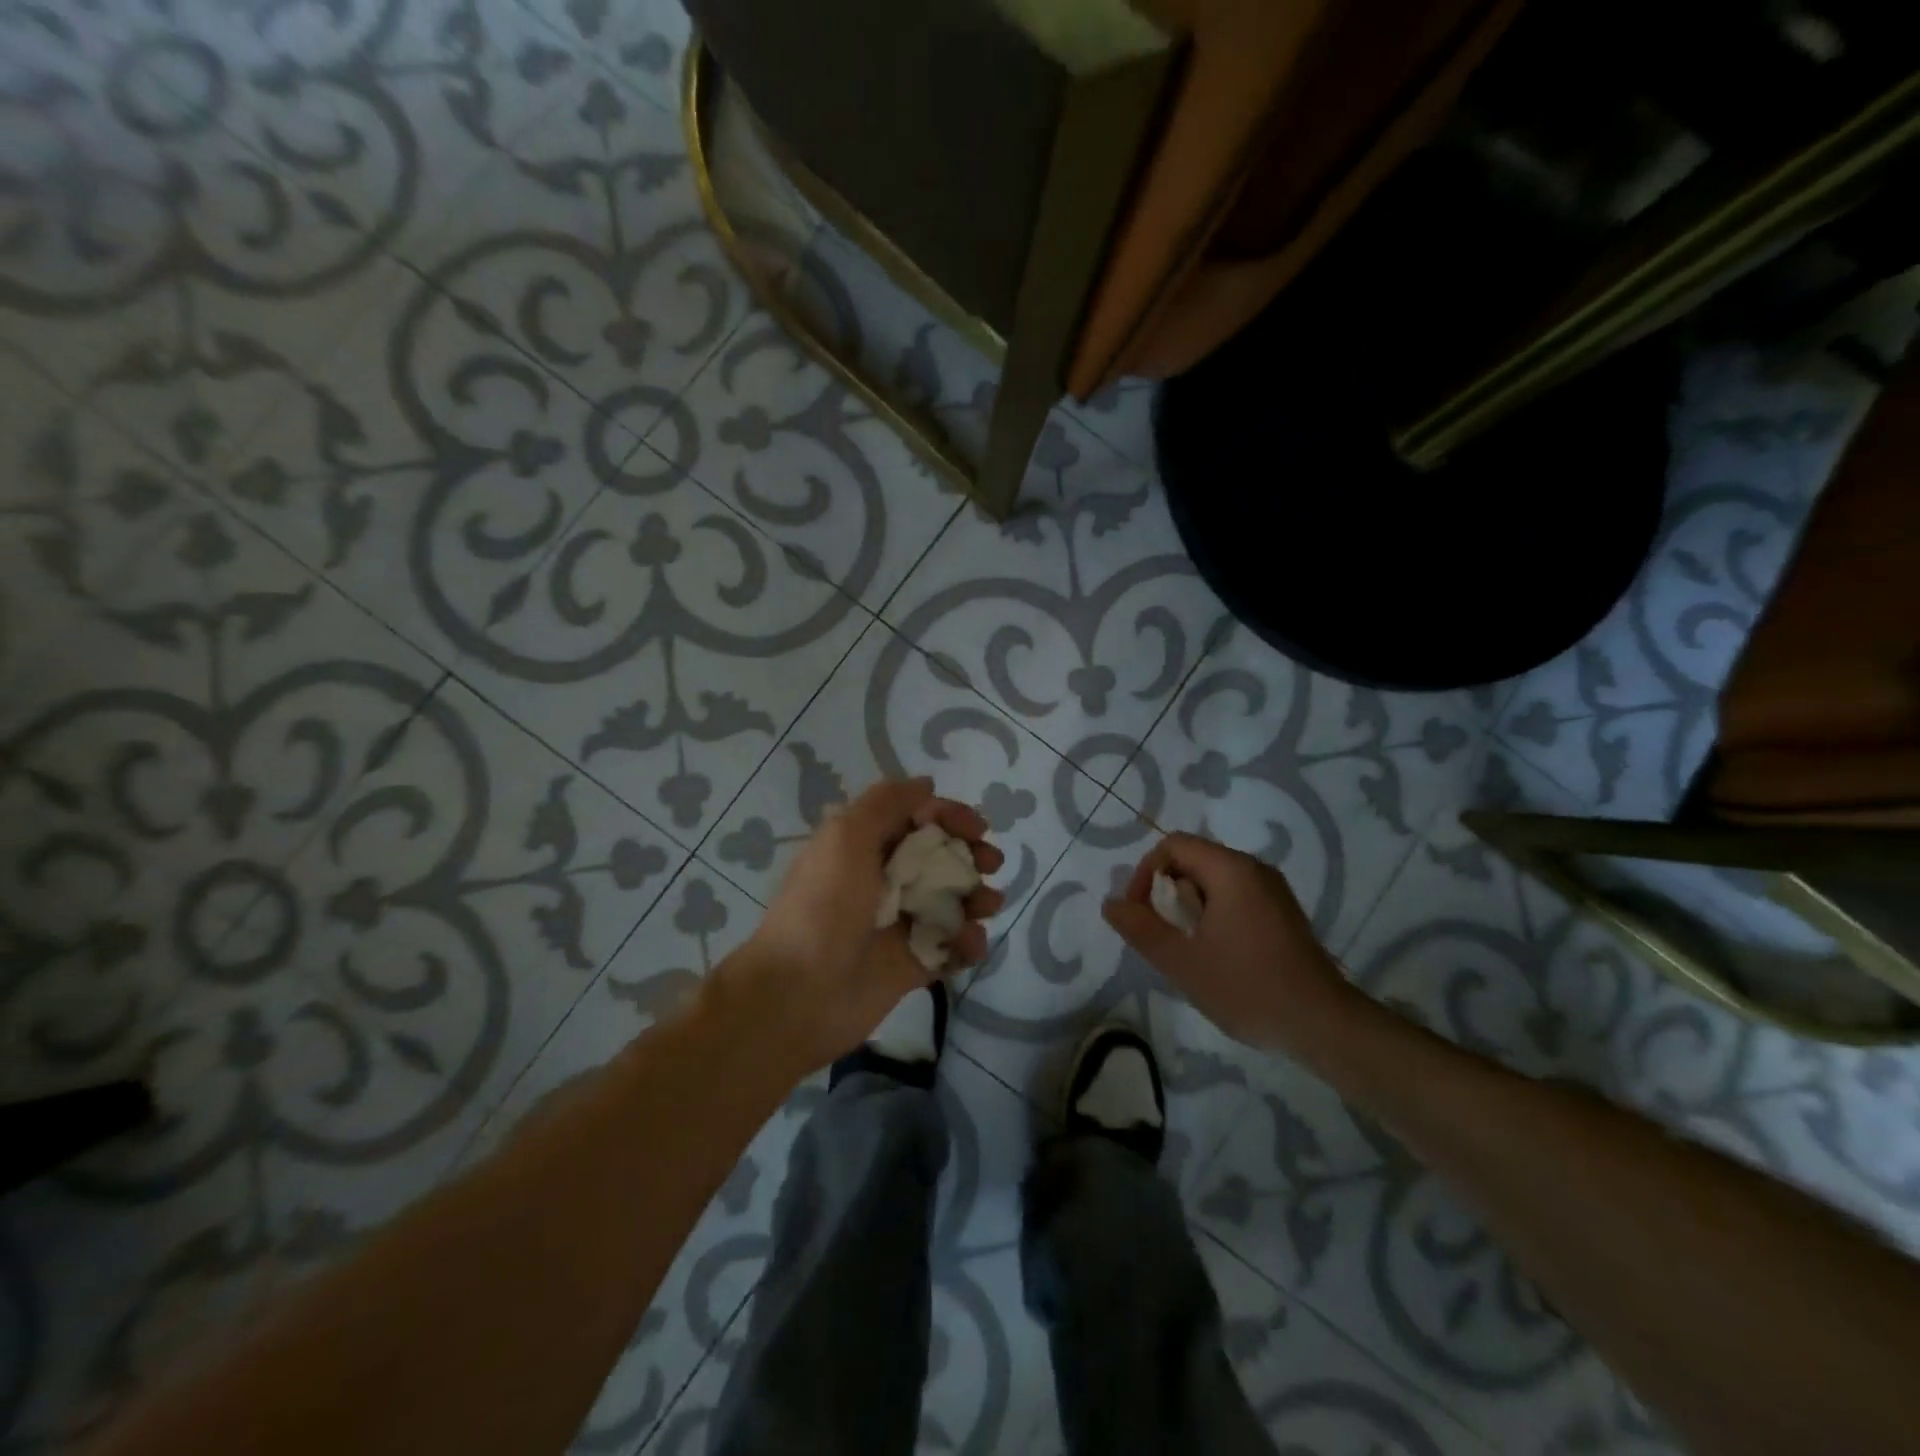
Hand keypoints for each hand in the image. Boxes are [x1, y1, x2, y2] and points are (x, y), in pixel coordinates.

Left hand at [732, 778, 1003, 1070]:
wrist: (801, 993)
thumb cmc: (824, 905)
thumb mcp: (846, 836)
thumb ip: (887, 803)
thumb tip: (926, 784)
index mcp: (866, 845)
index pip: (918, 818)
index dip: (950, 816)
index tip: (976, 827)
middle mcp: (886, 879)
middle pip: (943, 857)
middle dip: (972, 855)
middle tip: (990, 864)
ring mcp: (902, 922)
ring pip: (954, 900)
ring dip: (978, 897)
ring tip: (986, 905)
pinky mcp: (915, 962)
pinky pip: (953, 945)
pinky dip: (969, 941)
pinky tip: (969, 943)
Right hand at [1102, 832, 1359, 1055]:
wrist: (1323, 1025)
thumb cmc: (1247, 988)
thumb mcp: (1182, 962)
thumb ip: (1141, 929)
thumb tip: (1111, 903)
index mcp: (1231, 870)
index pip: (1173, 846)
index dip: (1145, 873)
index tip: (1140, 914)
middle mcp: (1254, 869)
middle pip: (1193, 860)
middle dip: (1167, 893)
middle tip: (1162, 936)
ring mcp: (1273, 890)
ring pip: (1213, 881)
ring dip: (1189, 907)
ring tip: (1187, 949)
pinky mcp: (1283, 912)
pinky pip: (1236, 896)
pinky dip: (1214, 914)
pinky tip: (1216, 954)